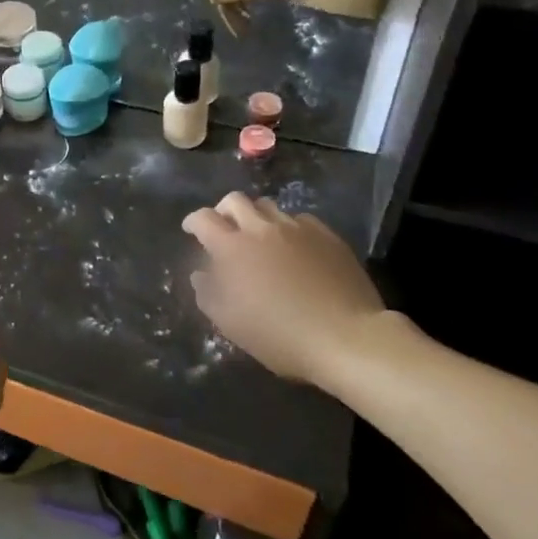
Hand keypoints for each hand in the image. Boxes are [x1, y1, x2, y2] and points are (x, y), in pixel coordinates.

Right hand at [182, 195, 387, 391]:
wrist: (346, 337)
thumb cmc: (279, 334)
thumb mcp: (229, 323)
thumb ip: (207, 293)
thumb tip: (200, 273)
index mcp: (231, 247)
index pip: (203, 218)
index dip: (193, 222)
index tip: (191, 231)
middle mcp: (260, 228)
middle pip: (234, 200)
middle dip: (224, 211)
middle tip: (225, 228)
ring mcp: (296, 228)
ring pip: (268, 207)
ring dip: (256, 217)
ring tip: (260, 237)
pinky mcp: (326, 236)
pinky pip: (300, 220)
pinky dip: (289, 228)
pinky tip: (295, 247)